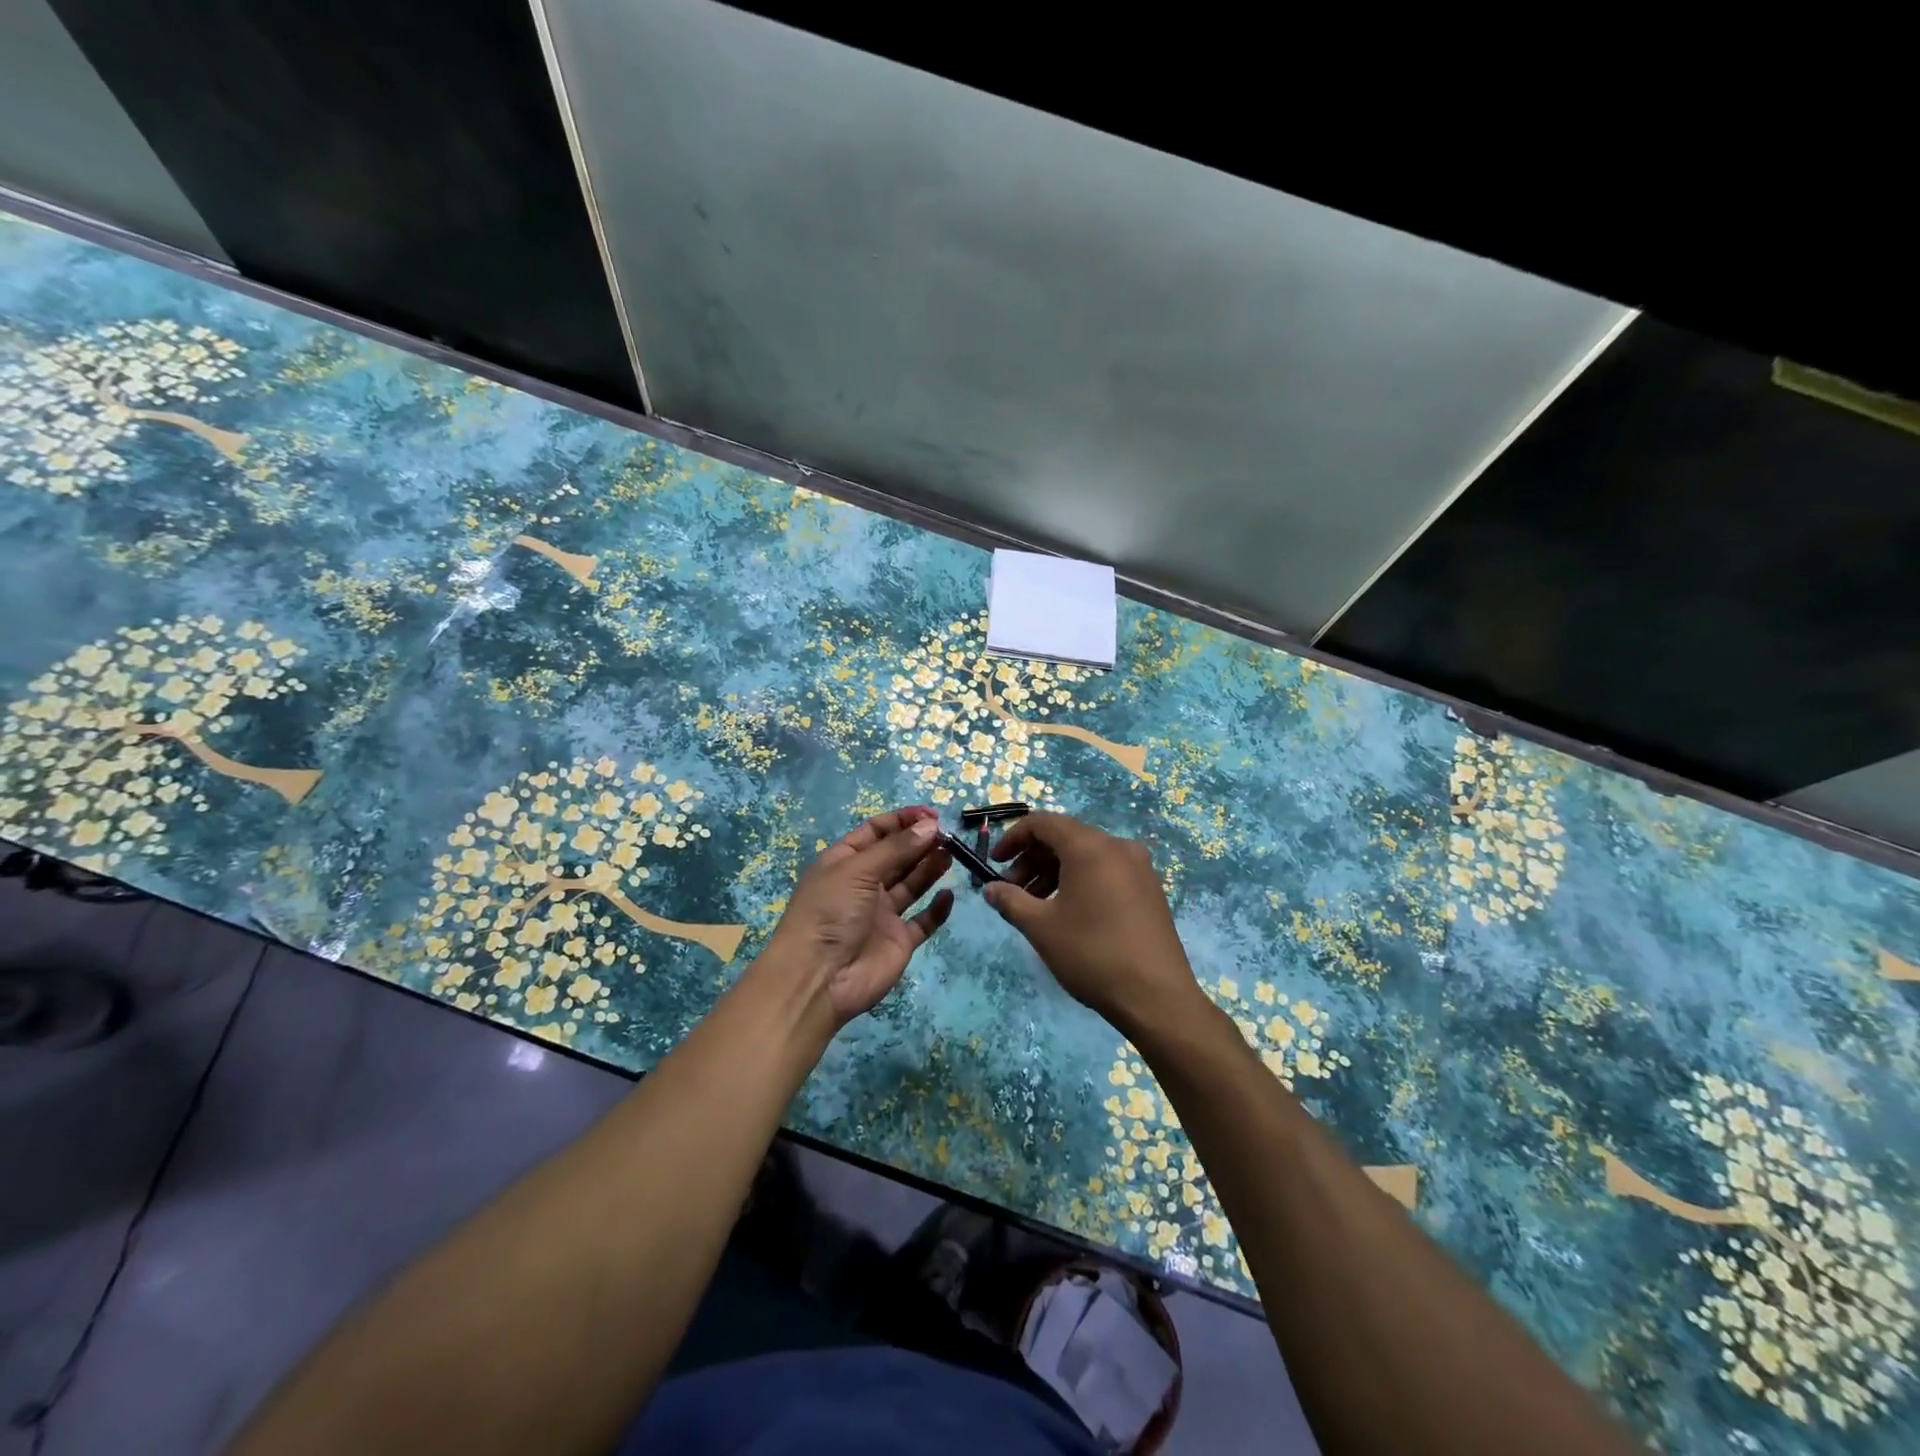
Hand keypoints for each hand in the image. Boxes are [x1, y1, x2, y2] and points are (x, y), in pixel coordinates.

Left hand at [759, 806, 953, 1028]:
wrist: (819, 979)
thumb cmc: (830, 912)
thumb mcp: (858, 870)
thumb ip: (897, 848)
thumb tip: (931, 825)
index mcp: (845, 862)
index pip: (876, 832)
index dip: (902, 821)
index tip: (931, 815)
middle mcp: (864, 885)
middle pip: (897, 855)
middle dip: (920, 842)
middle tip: (948, 834)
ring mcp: (882, 914)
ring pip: (912, 883)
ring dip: (931, 867)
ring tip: (952, 853)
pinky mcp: (899, 940)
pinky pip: (923, 921)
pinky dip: (937, 908)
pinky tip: (949, 895)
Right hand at [985, 813, 1206, 1034]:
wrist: (1156, 997)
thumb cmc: (1092, 954)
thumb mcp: (1041, 927)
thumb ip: (1010, 901)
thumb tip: (990, 889)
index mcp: (1089, 847)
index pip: (1043, 822)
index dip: (1014, 838)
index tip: (995, 863)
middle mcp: (1117, 846)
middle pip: (1065, 837)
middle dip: (1033, 859)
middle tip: (1012, 890)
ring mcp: (1139, 867)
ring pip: (1086, 855)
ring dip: (1055, 871)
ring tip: (1036, 905)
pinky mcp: (1149, 888)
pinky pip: (1106, 870)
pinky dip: (1080, 880)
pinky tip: (1069, 912)